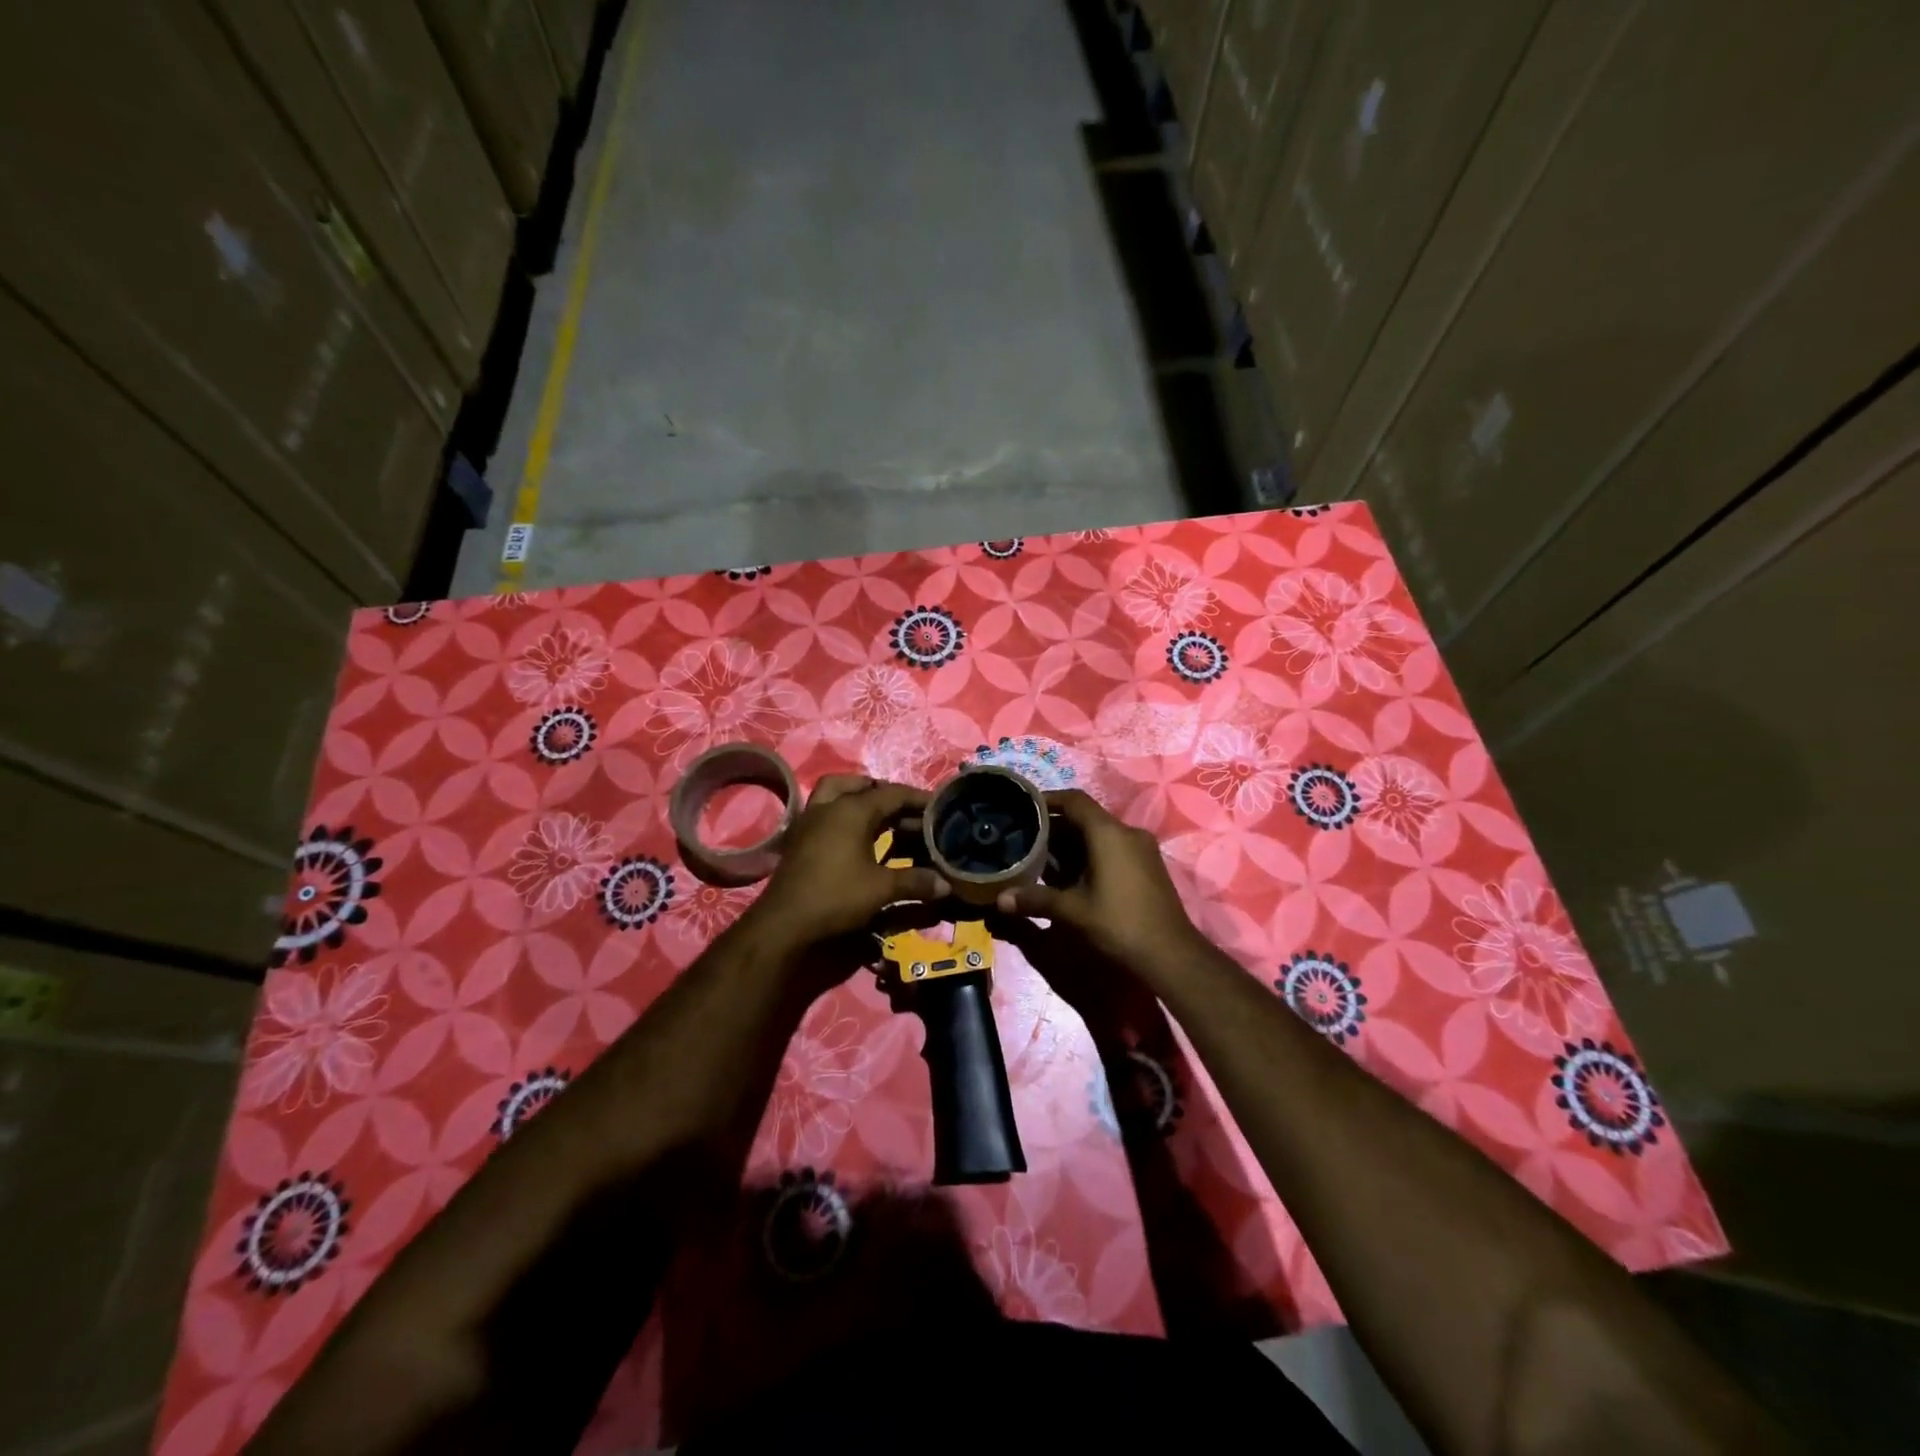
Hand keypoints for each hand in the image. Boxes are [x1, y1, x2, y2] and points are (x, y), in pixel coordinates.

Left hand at [745, 775, 950, 951]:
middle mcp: (829, 806)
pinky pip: (825, 810)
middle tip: (907, 812)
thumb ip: (915, 882)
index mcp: (852, 810)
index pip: (892, 794)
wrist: (784, 922)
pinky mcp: (799, 837)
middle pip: (862, 786)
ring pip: (836, 792)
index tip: (938, 807)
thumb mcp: (881, 889)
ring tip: (881, 816)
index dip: (917, 799)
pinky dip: (843, 814)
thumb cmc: (836, 897)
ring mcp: (809, 819)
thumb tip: (946, 884)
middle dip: (887, 795)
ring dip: (859, 797)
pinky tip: (855, 836)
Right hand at [994, 789, 1203, 984]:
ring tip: (1041, 858)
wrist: (1172, 956)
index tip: (1023, 807)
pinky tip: (1069, 876)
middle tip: (1025, 838)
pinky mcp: (1147, 867)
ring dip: (1071, 843)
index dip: (1047, 800)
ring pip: (1099, 835)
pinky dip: (1089, 855)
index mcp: (1109, 833)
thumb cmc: (1119, 924)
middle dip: (1055, 827)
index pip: (1074, 801)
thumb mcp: (1072, 911)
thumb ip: (1035, 899)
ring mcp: (1141, 850)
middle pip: (1085, 818)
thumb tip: (1000, 899)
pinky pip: (1112, 849)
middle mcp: (1127, 833)